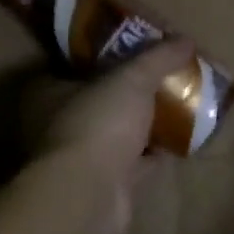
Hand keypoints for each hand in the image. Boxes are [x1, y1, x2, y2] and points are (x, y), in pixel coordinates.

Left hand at [25, 38, 191, 233]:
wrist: (89, 194)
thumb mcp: (132, 78)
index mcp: (47, 93)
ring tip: (176, 106)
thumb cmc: (97, 123)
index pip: (72, 68)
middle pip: (96, 102)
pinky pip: (133, 163)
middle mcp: (56, 125)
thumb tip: (186, 40)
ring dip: (142, 125)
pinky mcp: (102, 185)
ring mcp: (78, 159)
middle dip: (127, 94)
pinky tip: (178, 141)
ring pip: (115, 134)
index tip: (132, 53)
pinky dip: (153, 154)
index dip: (101, 59)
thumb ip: (158, 57)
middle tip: (160, 78)